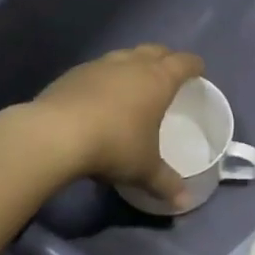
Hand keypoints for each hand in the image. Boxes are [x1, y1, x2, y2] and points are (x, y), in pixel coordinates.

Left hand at [33, 45, 203, 208]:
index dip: (194, 66)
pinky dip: (106, 77)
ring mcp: (100, 65)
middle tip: (169, 73)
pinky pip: (98, 68)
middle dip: (166, 58)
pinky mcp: (73, 73)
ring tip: (135, 82)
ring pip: (125, 55)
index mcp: (157, 80)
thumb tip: (185, 203)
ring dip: (134, 64)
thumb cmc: (114, 145)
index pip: (183, 63)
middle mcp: (131, 65)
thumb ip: (166, 183)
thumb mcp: (144, 169)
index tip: (199, 71)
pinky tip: (101, 95)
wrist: (55, 134)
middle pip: (155, 51)